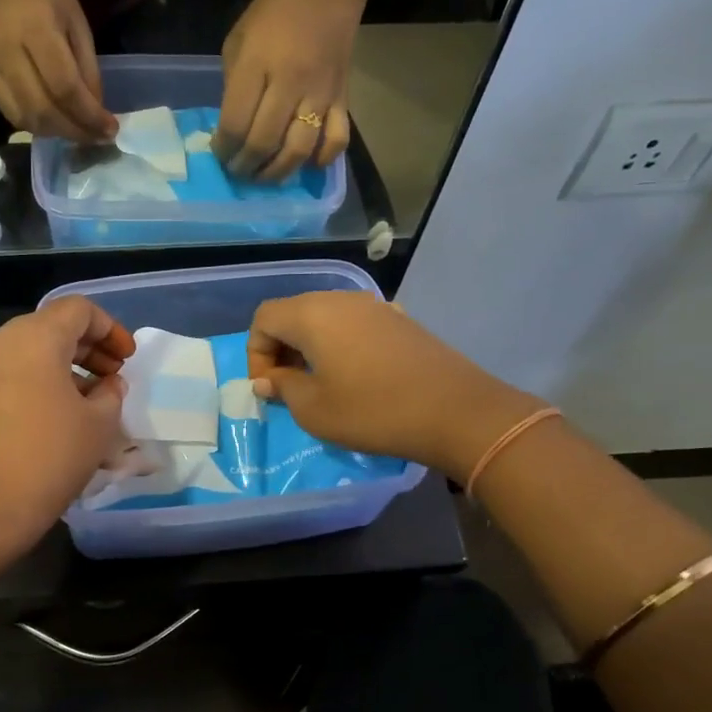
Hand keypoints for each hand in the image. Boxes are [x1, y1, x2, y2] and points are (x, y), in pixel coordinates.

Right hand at [0, 0, 117, 143]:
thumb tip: (96, 109)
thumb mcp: (75, 18)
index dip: (89, 115)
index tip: (110, 129)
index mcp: (37, 29)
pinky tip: (54, 121)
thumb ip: (87, 65)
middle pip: (44, 110)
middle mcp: (8, 53)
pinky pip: (11, 114)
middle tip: (97, 137)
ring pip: (26, 119)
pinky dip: (36, 125)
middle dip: (75, 131)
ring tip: (77, 130)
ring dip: (56, 132)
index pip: (65, 87)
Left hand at [0, 297, 137, 554]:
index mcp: (34, 338)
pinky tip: (44, 422)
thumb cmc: (48, 459)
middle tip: (111, 380)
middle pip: (49, 329)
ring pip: (24, 355)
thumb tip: (107, 384)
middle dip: (86, 349)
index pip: (78, 309)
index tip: (126, 360)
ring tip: (82, 405)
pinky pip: (2, 379)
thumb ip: (111, 394)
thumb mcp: (98, 426)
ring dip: (58, 370)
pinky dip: (30, 387)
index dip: (110, 329)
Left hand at [215, 0, 368, 180]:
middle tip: (238, 171)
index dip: (223, 149)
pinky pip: (336, 140)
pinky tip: (307, 164)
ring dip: (277, 173)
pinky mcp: (343, 98)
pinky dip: (321, 160)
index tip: (219, 154)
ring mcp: (319, 93)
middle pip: (264, 143)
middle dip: (245, 167)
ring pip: (298, 150)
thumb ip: (233, 85)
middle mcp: (289, 82)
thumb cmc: (275, 11)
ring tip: (264, 177)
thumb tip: (231, 127)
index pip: (235, 123)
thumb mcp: (238, 39)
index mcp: (256, 64)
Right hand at [246, 293, 545, 477]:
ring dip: (311, 347)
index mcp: (313, 315)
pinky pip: (354, 325)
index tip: (270, 388)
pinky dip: (341, 345)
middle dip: (281, 348)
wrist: (455, 411)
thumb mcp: (314, 410)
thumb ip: (283, 388)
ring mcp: (375, 306)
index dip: (256, 353)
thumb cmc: (373, 411)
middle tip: (289, 387)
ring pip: (325, 318)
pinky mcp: (400, 320)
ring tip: (321, 383)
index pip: (264, 318)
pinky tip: (357, 376)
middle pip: (294, 313)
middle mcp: (341, 300)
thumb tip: (269, 380)